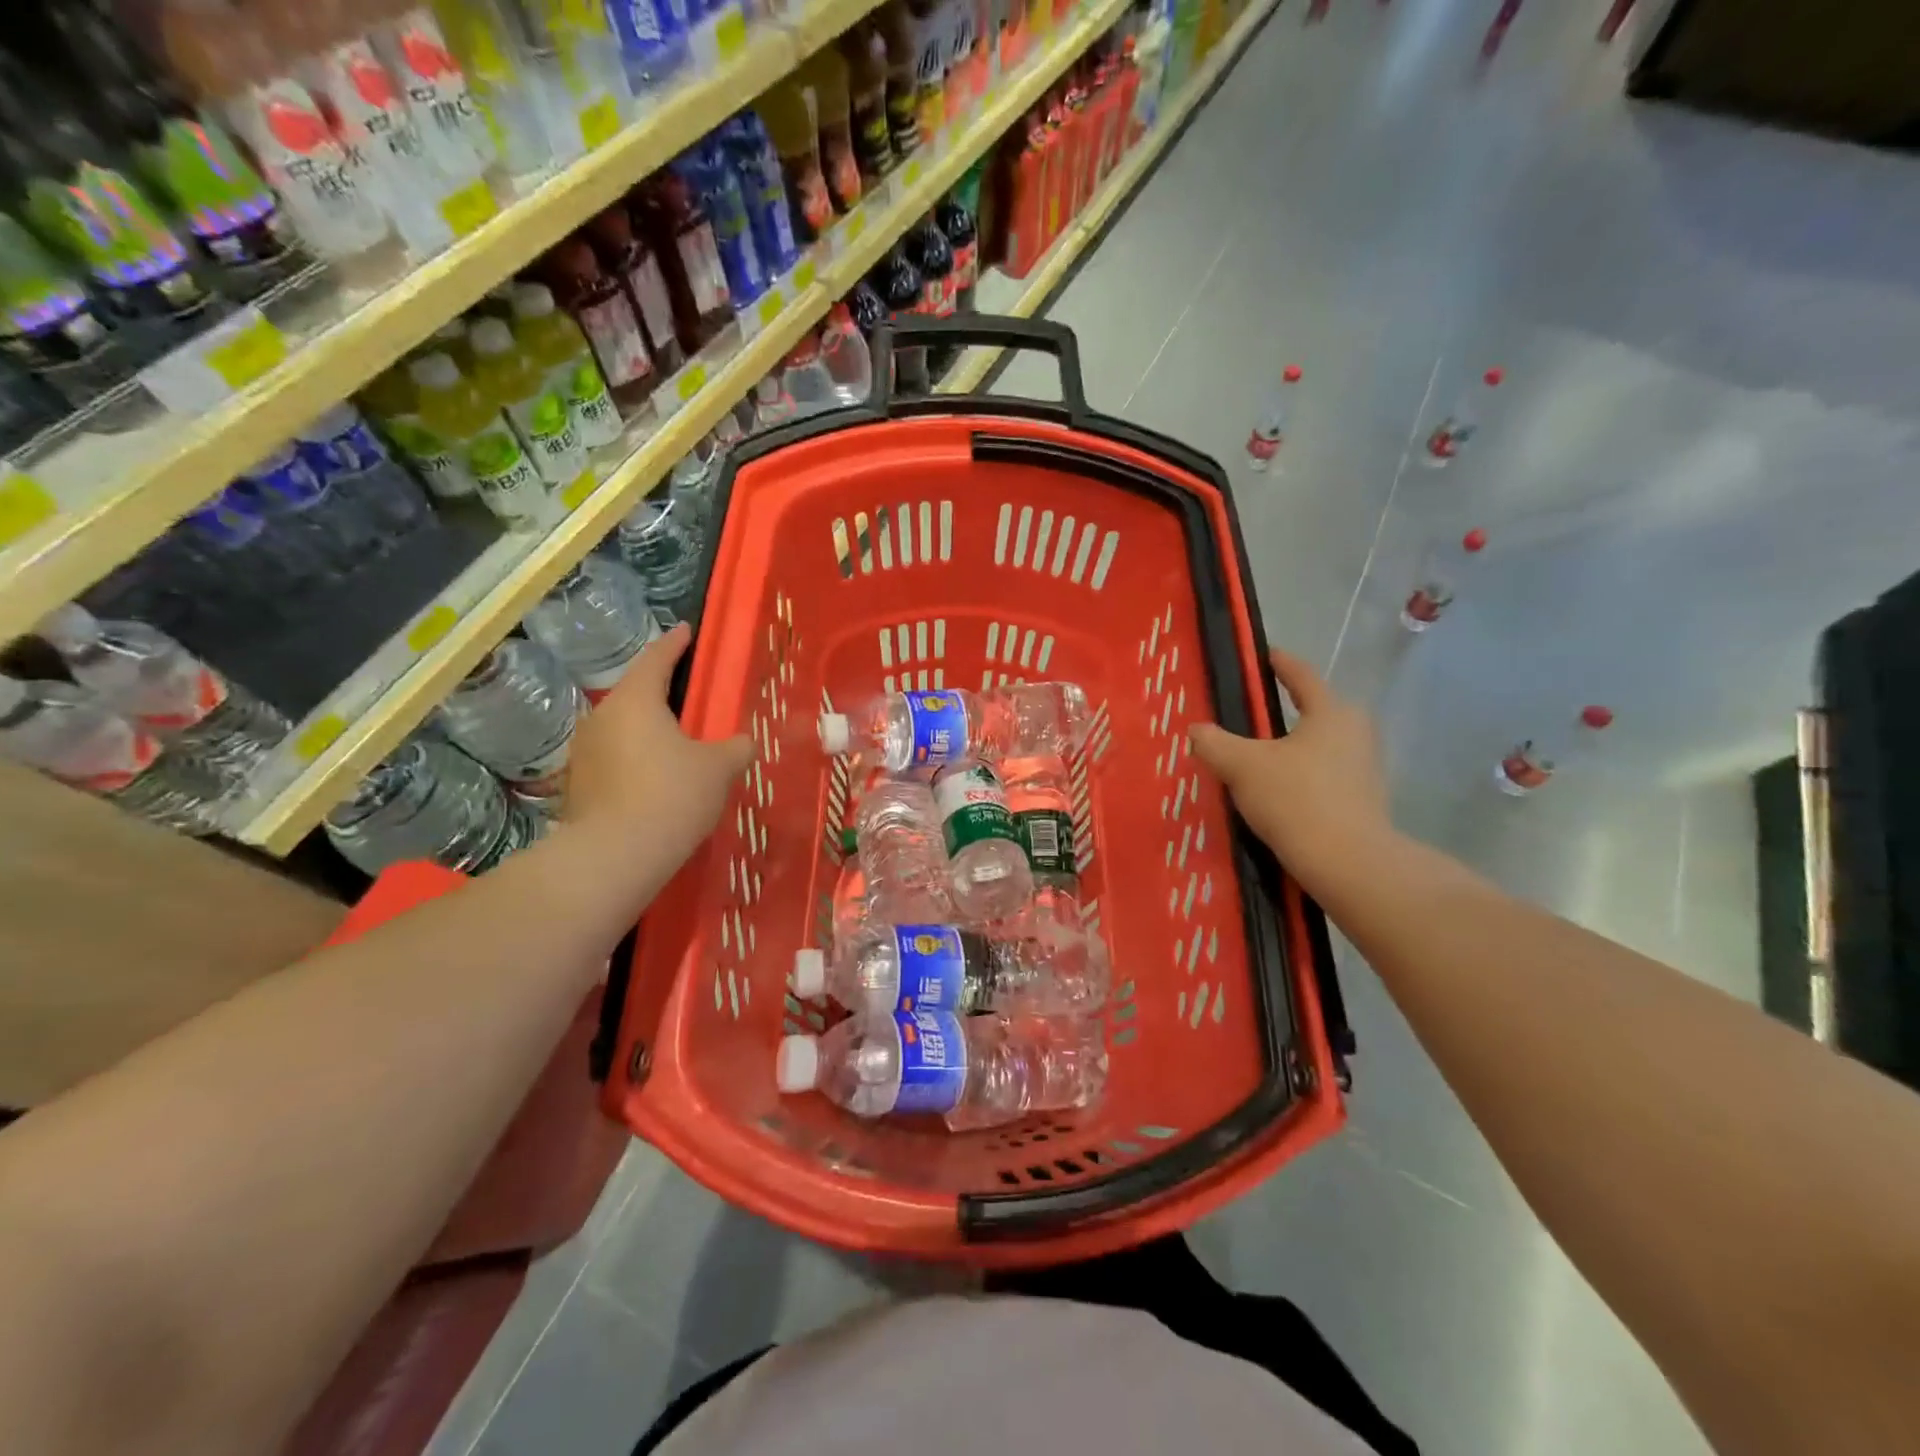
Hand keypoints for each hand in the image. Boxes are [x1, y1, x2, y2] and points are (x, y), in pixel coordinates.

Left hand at [562, 624, 752, 865]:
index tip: (686, 631)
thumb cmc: (673, 795)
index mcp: (636, 700)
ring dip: (646, 730)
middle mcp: (602, 716)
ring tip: (674, 742)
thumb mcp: (719, 769)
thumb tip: (743, 742)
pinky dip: (634, 760)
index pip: (657, 659)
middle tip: (687, 695)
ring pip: (622, 728)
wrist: (616, 855)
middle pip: (635, 693)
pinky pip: (613, 759)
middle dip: (660, 692)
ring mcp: (584, 751)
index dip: (675, 644)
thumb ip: (735, 748)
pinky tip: (654, 779)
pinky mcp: (577, 784)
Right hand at [1190, 648, 1391, 893]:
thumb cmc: (1294, 799)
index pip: (1302, 676)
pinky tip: (1280, 790)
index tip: (1266, 655)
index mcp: (1330, 712)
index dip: (1280, 663)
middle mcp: (1355, 732)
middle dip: (1288, 710)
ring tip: (1261, 755)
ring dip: (1294, 746)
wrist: (1346, 862)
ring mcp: (1365, 767)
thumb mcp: (1241, 766)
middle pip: (1316, 711)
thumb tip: (1196, 730)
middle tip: (1254, 714)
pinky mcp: (1364, 799)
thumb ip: (1214, 743)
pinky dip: (1303, 774)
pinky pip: (1326, 774)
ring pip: (1321, 745)